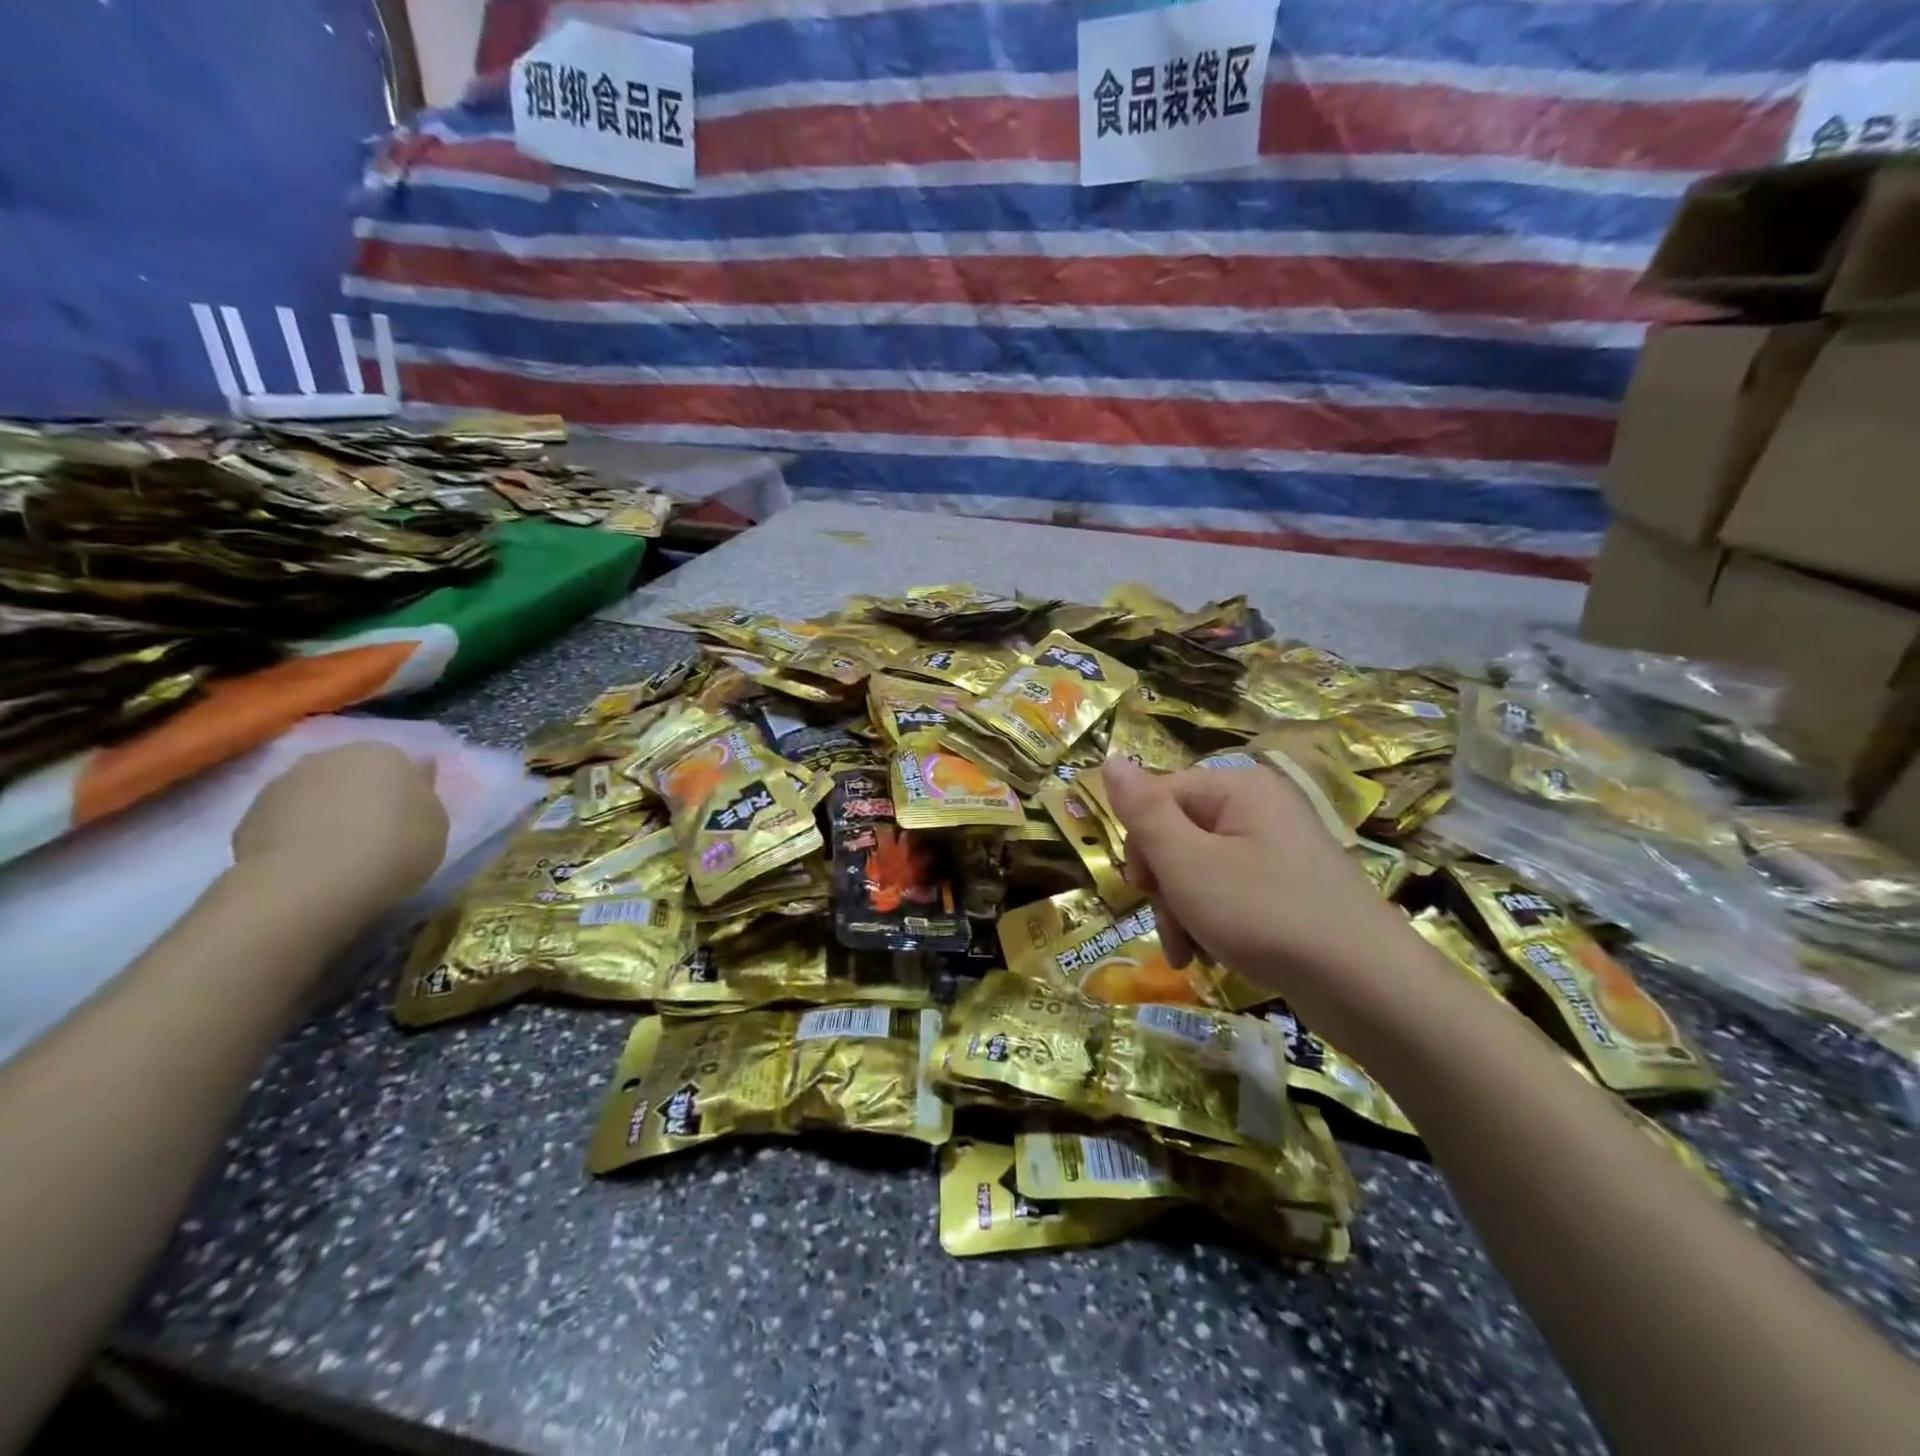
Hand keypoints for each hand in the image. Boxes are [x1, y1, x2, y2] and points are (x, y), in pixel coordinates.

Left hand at [232, 743, 448, 913]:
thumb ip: (424, 795)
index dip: (406, 793)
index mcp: (383, 753)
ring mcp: (283, 784)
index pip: (400, 765)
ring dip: (327, 815)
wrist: (312, 882)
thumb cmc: (394, 845)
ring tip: (340, 854)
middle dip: (362, 798)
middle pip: (354, 775)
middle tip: (377, 835)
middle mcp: (330, 756)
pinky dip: (297, 837)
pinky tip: (310, 864)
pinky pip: (286, 822)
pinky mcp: (248, 817)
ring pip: (316, 796)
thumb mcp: (436, 822)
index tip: (410, 820)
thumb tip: (418, 773)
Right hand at [1103, 758, 1410, 1014]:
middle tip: (1171, 929)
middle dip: (1163, 886)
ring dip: (1182, 911)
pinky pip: (1230, 892)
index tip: (1143, 889)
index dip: (1140, 843)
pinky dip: (1213, 922)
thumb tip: (1108, 760)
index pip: (1158, 795)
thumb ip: (1143, 811)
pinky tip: (1212, 956)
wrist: (1368, 987)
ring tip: (1188, 955)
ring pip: (1200, 869)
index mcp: (1237, 787)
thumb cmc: (1264, 914)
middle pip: (1178, 834)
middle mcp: (1259, 808)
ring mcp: (1278, 849)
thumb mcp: (1187, 862)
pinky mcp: (1290, 887)